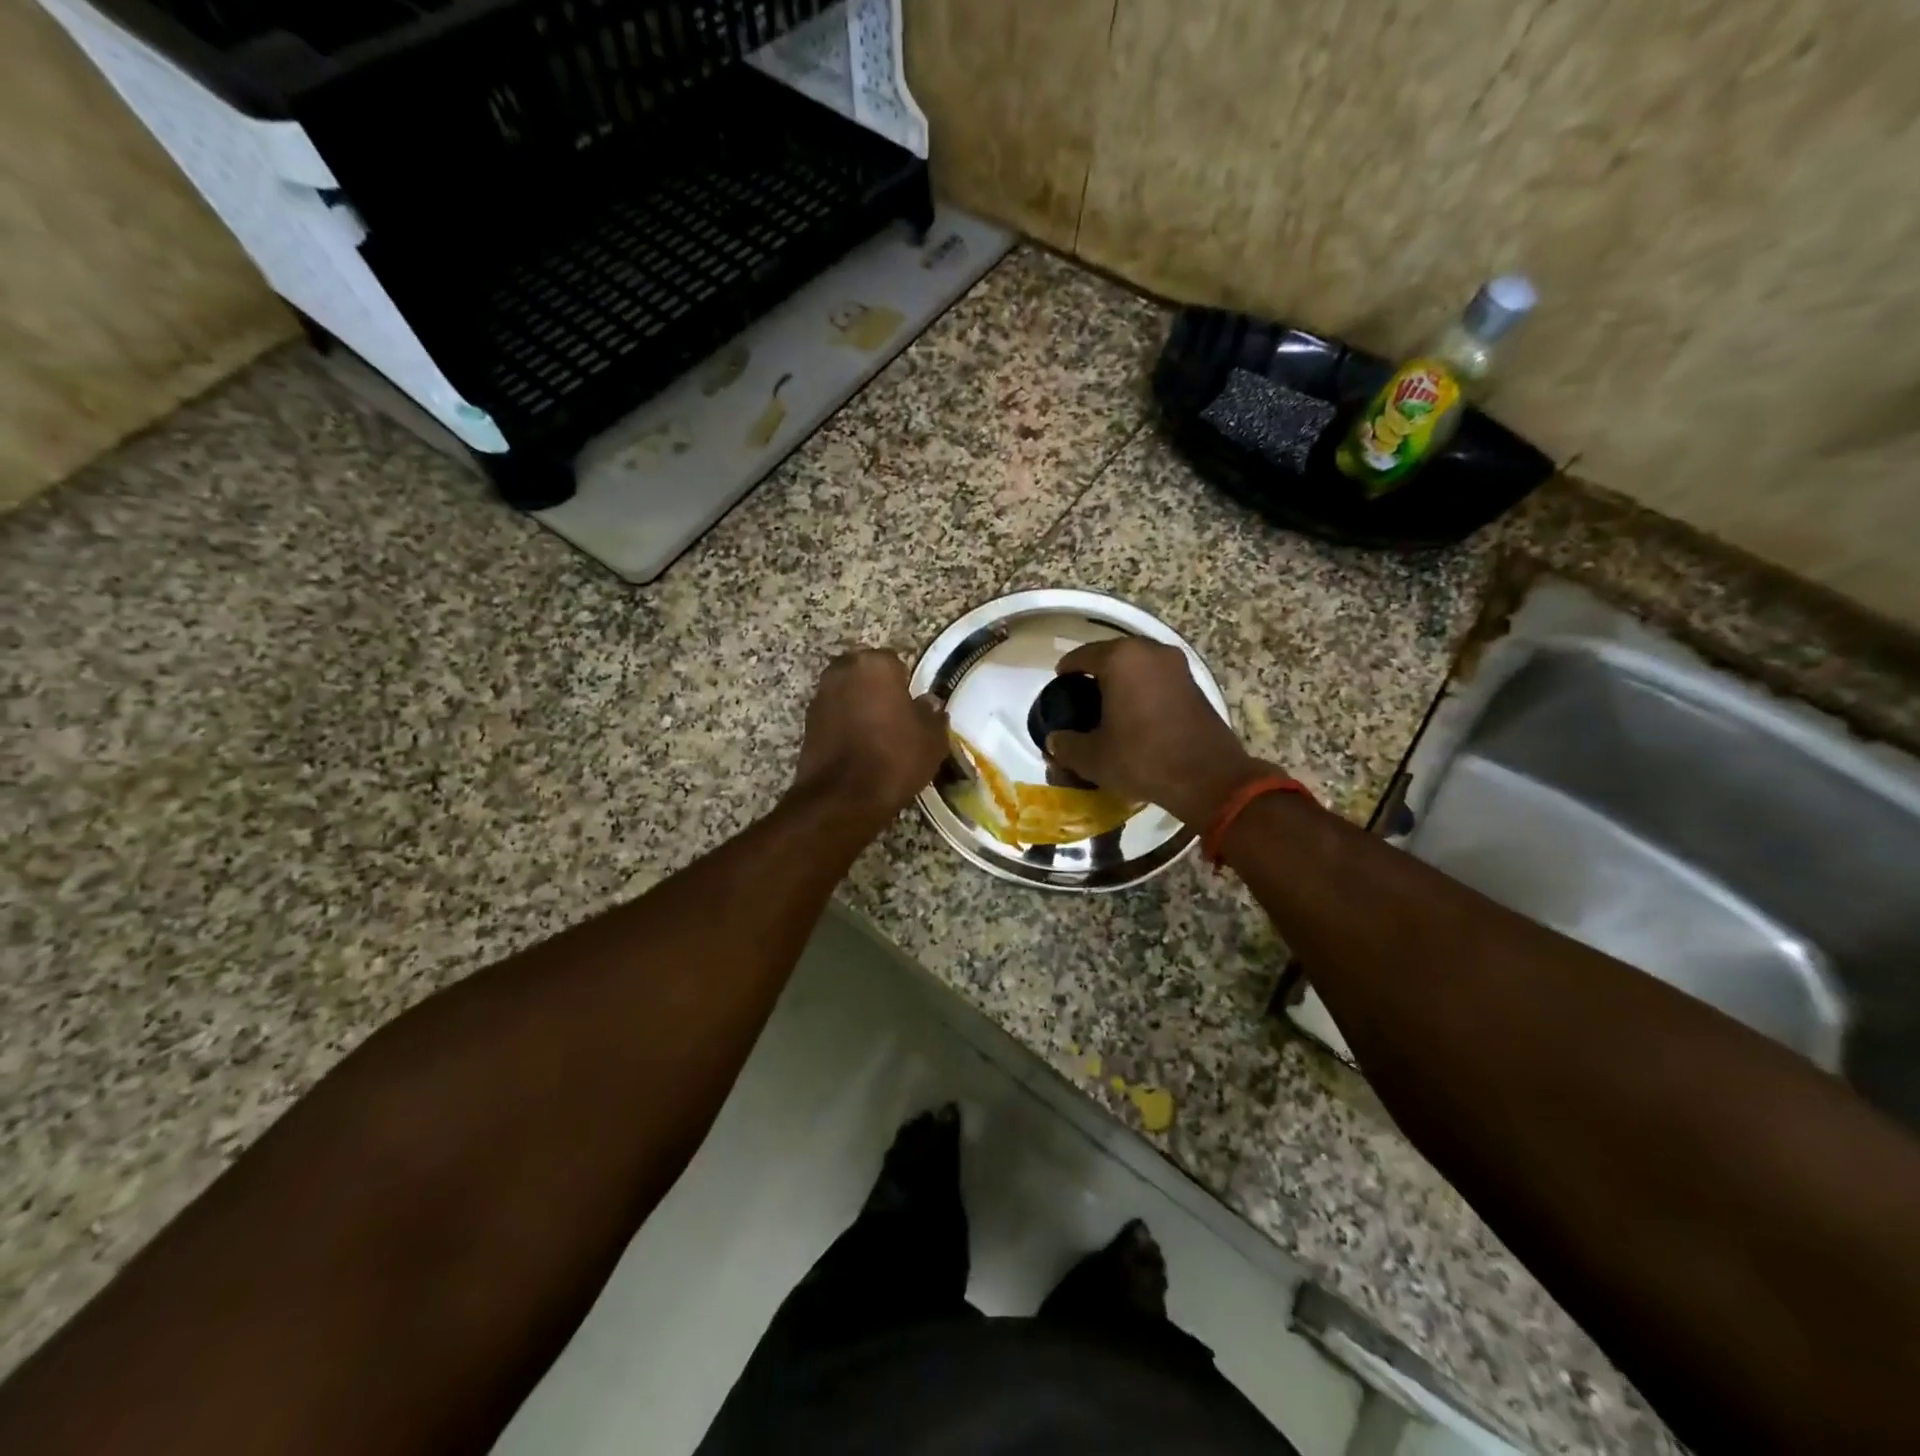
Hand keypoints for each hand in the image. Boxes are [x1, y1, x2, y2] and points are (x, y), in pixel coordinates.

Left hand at [789, 649, 948, 827]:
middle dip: (878, 689)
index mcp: (874, 665)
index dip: (905, 684)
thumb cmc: (894, 758)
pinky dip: (844, 725)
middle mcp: (842, 671)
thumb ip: (932, 714)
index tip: (912, 706)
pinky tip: (859, 748)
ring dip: (859, 706)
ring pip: (847, 694)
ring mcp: (820, 697)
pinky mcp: (806, 723)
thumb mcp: (931, 739)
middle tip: (895, 717)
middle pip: (865, 674)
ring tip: (877, 735)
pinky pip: (833, 716)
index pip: (894, 662)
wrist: (843, 798)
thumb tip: (929, 703)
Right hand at [1046, 638, 1270, 826]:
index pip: (1081, 656)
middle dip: (1094, 675)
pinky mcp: (1193, 683)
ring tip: (1106, 708)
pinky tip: (1133, 715)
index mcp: (1121, 659)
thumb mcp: (1093, 757)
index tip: (1057, 689)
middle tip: (1079, 699)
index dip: (1065, 672)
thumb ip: (1066, 744)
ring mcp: (1176, 665)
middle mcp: (1149, 651)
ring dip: (1121, 681)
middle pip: (1111, 656)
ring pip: (1136, 666)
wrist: (1208, 778)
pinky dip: (1142, 689)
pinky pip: (1156, 678)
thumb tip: (1055, 740)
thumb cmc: (1143, 759)